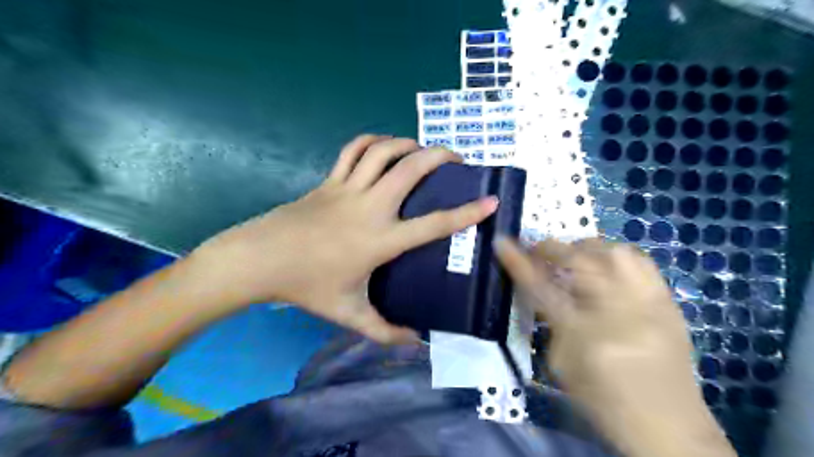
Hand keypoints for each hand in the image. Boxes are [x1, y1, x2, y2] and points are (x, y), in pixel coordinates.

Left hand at [191, 134, 496, 342]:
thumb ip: (385, 331)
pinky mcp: (329, 180)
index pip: (433, 225)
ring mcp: (347, 189)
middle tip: (457, 159)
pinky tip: (384, 147)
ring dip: (408, 143)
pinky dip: (372, 141)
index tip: (490, 201)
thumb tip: (416, 341)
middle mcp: (370, 207)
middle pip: (410, 169)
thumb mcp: (349, 314)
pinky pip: (353, 150)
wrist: (259, 260)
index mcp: (380, 240)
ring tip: (422, 150)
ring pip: (383, 152)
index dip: (466, 213)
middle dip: (440, 157)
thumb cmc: (306, 286)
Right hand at [492, 238, 734, 456]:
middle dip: (553, 248)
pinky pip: (641, 261)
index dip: (519, 262)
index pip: (541, 287)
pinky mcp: (668, 302)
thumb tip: (544, 290)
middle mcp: (618, 309)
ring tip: (575, 257)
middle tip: (538, 250)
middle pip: (581, 259)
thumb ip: (551, 322)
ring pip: (614, 251)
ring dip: (586, 248)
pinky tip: (608, 265)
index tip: (502, 242)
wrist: (670, 427)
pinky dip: (617, 256)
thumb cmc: (603, 400)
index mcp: (583, 333)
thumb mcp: (562, 364)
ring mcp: (648, 302)